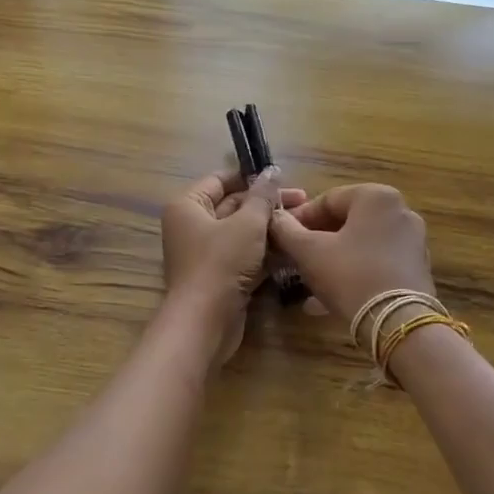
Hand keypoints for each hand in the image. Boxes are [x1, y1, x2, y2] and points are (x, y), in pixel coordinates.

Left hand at [160, 169, 305, 360]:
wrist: (205, 321)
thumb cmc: (221, 262)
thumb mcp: (247, 224)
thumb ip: (262, 196)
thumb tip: (272, 171)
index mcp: (189, 206)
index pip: (220, 180)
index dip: (250, 177)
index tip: (282, 178)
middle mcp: (193, 226)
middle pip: (233, 206)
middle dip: (267, 204)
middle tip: (304, 201)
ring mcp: (206, 253)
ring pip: (242, 233)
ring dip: (270, 228)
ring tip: (304, 223)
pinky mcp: (220, 276)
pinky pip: (245, 256)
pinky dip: (266, 252)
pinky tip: (294, 248)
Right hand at [267, 184, 435, 323]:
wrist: (398, 323)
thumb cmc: (350, 276)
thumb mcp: (309, 252)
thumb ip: (286, 230)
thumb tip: (273, 218)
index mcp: (376, 197)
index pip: (327, 200)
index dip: (298, 219)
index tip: (281, 237)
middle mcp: (399, 211)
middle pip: (346, 222)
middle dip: (316, 241)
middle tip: (293, 259)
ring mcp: (412, 241)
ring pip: (360, 245)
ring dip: (331, 259)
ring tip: (306, 282)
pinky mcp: (415, 268)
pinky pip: (375, 263)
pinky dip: (352, 273)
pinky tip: (328, 298)